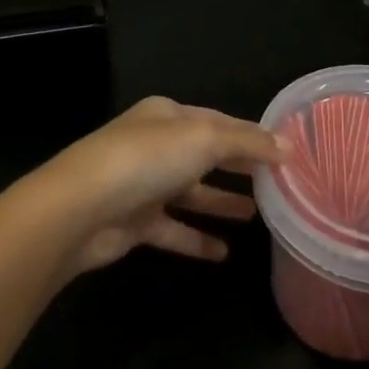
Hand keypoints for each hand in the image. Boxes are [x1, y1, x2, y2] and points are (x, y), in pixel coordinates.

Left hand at [16, 97, 286, 274]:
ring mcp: (142, 185)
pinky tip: (225, 253)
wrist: (80, 208)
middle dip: (239, 167)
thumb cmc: (146, 160)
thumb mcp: (204, 139)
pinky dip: (197, 239)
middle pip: (205, 155)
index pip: (218, 121)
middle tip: (279, 183)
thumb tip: (287, 146)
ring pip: (191, 192)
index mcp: (167, 116)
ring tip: (260, 215)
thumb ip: (247, 143)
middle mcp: (154, 145)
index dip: (251, 135)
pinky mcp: (135, 223)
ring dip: (222, 201)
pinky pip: (174, 230)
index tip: (285, 153)